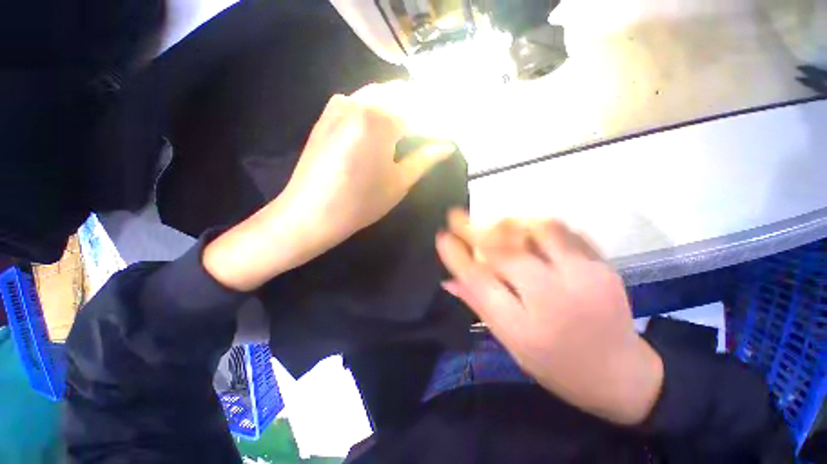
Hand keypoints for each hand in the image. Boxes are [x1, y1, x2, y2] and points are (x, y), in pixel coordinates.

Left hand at [280, 83, 454, 242]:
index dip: (440, 125)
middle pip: (403, 95)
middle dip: (424, 110)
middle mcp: (360, 100)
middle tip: (435, 131)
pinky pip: (362, 100)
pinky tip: (384, 124)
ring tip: (415, 127)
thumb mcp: (399, 182)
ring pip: (382, 94)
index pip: (422, 114)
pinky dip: (380, 106)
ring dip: (403, 105)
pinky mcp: (328, 113)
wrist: (310, 213)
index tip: (451, 136)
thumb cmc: (360, 203)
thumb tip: (446, 147)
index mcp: (381, 118)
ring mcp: (341, 104)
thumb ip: (424, 159)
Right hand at [436, 210, 663, 424]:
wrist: (622, 374)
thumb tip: (448, 280)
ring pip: (538, 231)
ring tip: (491, 221)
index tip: (442, 237)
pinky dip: (536, 224)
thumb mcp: (510, 343)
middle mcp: (553, 299)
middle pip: (505, 251)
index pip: (480, 281)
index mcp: (525, 327)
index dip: (456, 255)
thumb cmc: (557, 365)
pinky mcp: (603, 265)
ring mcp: (584, 277)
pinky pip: (564, 231)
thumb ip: (479, 305)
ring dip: (507, 221)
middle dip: (473, 228)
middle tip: (456, 215)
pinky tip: (524, 227)